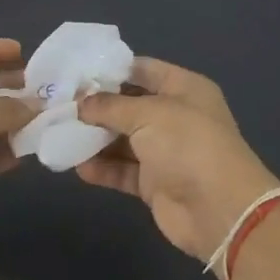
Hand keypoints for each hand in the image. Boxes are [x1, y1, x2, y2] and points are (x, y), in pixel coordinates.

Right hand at [76, 58, 279, 261]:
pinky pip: (123, 170)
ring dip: (95, 139)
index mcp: (183, 88)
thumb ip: (110, 106)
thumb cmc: (187, 145)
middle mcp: (175, 116)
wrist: (219, 210)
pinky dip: (102, 168)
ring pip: (123, 139)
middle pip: (129, 105)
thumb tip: (80, 103)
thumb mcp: (147, 114)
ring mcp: (165, 151)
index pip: (143, 69)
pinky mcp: (154, 183)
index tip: (75, 73)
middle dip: (96, 106)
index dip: (111, 70)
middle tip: (59, 105)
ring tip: (60, 134)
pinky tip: (77, 167)